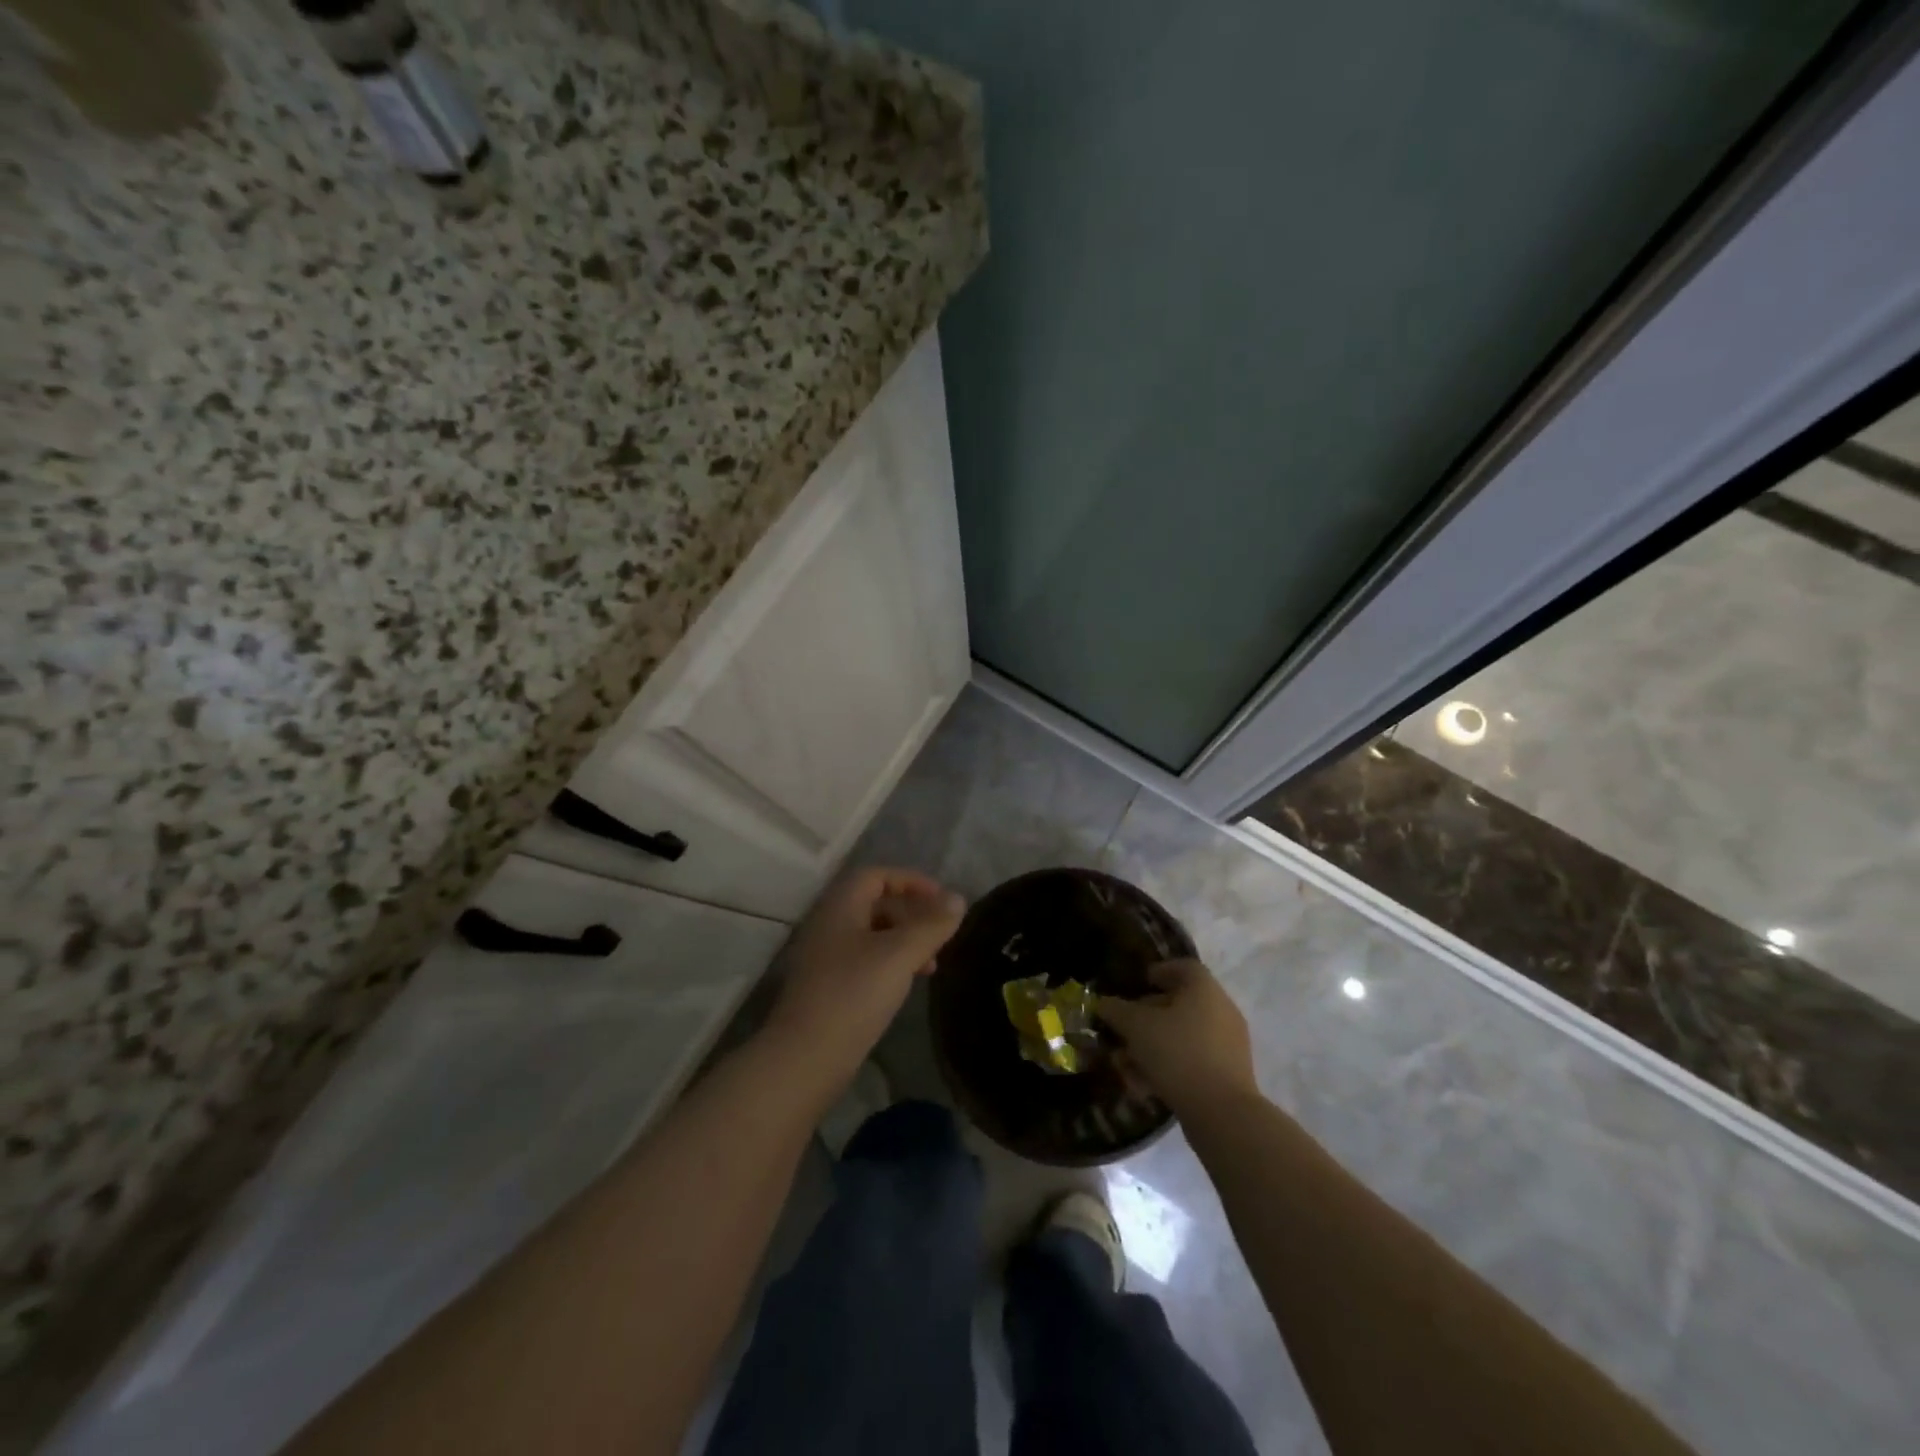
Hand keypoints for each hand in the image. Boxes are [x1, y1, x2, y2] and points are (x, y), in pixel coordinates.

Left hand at [763, 867, 965, 1086]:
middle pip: (875, 904)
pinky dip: (892, 963)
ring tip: (932, 965)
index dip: (911, 880)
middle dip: (912, 914)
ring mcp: (826, 958)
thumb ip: (931, 925)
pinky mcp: (829, 988)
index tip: (942, 899)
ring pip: (873, 935)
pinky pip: (866, 961)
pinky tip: (907, 984)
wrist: (806, 1057)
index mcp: (840, 907)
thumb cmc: (854, 994)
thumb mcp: (900, 955)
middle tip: (940, 934)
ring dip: (905, 941)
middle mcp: (830, 925)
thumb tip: (957, 899)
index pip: (876, 876)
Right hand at [1097, 959, 1257, 1113]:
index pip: (1182, 967)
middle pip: (1179, 1004)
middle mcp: (1221, 1010)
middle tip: (1121, 1030)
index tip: (1136, 985)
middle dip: (1145, 1017)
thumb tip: (1104, 1004)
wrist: (1222, 1114)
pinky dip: (1168, 1067)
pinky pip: (1192, 1060)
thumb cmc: (1178, 1053)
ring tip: (1125, 1065)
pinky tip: (1143, 1085)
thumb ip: (1116, 1010)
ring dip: (1151, 1046)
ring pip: (1182, 1036)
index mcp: (1204, 989)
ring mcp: (1227, 1045)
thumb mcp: (1136, 1027)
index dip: (1157, 971)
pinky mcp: (1227, 1075)